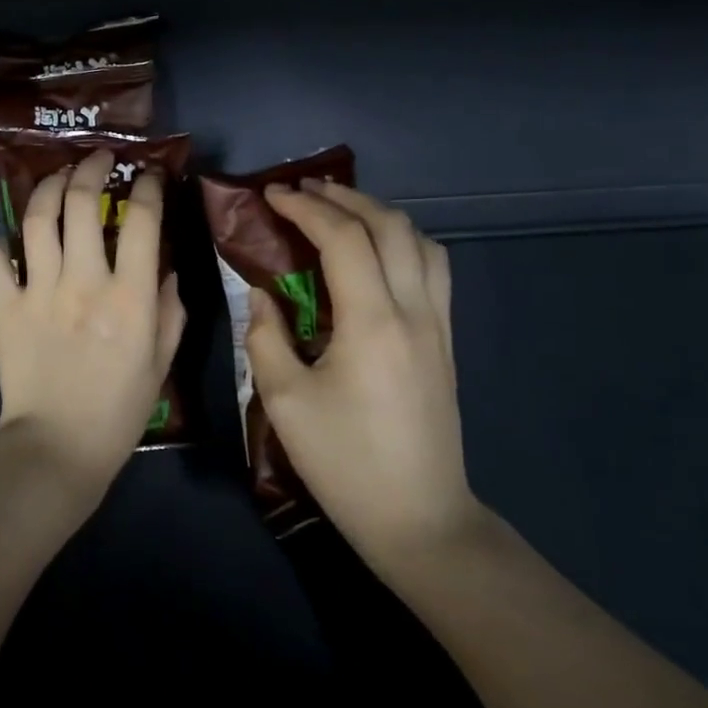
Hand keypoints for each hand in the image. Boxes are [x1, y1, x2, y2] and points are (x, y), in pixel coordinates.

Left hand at [0, 149, 186, 496]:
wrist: (58, 447)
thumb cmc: (119, 411)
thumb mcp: (161, 363)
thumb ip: (169, 311)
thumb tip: (166, 271)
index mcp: (129, 297)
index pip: (141, 221)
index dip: (146, 187)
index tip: (147, 175)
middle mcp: (84, 282)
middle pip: (82, 203)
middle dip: (91, 169)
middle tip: (98, 160)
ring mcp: (39, 292)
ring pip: (38, 219)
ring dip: (49, 187)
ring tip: (58, 179)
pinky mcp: (4, 308)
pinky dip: (0, 245)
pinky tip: (12, 245)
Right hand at [245, 181, 486, 571]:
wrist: (418, 516)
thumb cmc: (344, 463)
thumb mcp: (285, 403)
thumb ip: (265, 339)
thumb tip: (261, 295)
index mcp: (372, 322)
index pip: (343, 239)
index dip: (306, 208)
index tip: (271, 195)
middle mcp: (414, 310)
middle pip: (390, 226)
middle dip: (345, 198)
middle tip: (303, 191)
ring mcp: (439, 324)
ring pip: (421, 242)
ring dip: (380, 215)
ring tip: (342, 212)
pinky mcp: (446, 342)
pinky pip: (433, 269)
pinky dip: (404, 242)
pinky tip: (378, 255)